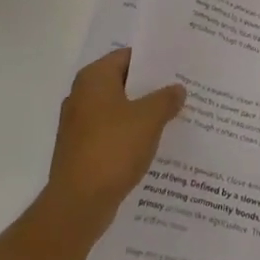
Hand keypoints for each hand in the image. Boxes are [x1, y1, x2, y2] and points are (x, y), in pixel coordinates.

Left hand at [45, 48, 185, 239]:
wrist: (78, 203)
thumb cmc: (113, 149)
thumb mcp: (148, 119)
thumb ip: (165, 99)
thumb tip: (177, 89)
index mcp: (93, 79)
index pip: (127, 56)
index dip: (153, 60)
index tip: (178, 66)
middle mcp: (81, 95)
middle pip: (122, 83)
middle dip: (150, 88)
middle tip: (181, 91)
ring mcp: (78, 124)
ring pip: (117, 110)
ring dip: (141, 113)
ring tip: (173, 117)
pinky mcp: (81, 150)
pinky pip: (111, 133)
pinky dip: (130, 135)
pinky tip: (153, 144)